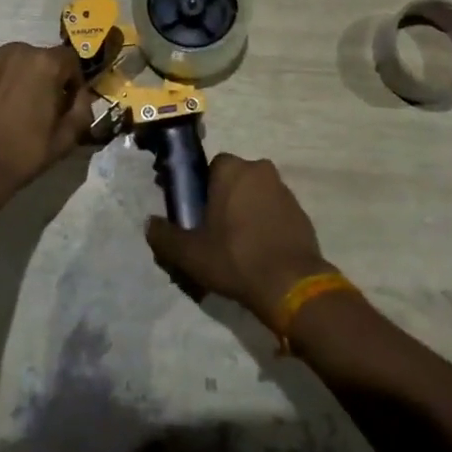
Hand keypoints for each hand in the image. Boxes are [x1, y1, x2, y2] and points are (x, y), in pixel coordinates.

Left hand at [0, 42, 94, 217]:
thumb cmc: (25, 152)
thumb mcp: (67, 137)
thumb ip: (83, 108)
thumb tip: (81, 94)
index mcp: (46, 63)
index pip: (70, 59)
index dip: (72, 80)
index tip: (66, 101)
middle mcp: (18, 50)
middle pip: (42, 57)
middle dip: (46, 76)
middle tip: (40, 105)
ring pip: (17, 60)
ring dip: (21, 75)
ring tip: (15, 104)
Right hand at [145, 154, 333, 329]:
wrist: (290, 284)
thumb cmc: (235, 258)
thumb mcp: (190, 253)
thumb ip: (165, 236)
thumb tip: (149, 224)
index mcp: (232, 169)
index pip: (212, 168)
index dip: (202, 190)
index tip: (197, 214)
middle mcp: (260, 169)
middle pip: (235, 180)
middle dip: (225, 200)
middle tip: (215, 232)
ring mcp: (284, 189)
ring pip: (256, 195)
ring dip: (247, 211)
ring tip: (238, 246)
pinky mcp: (301, 212)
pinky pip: (275, 212)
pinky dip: (267, 225)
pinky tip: (260, 252)